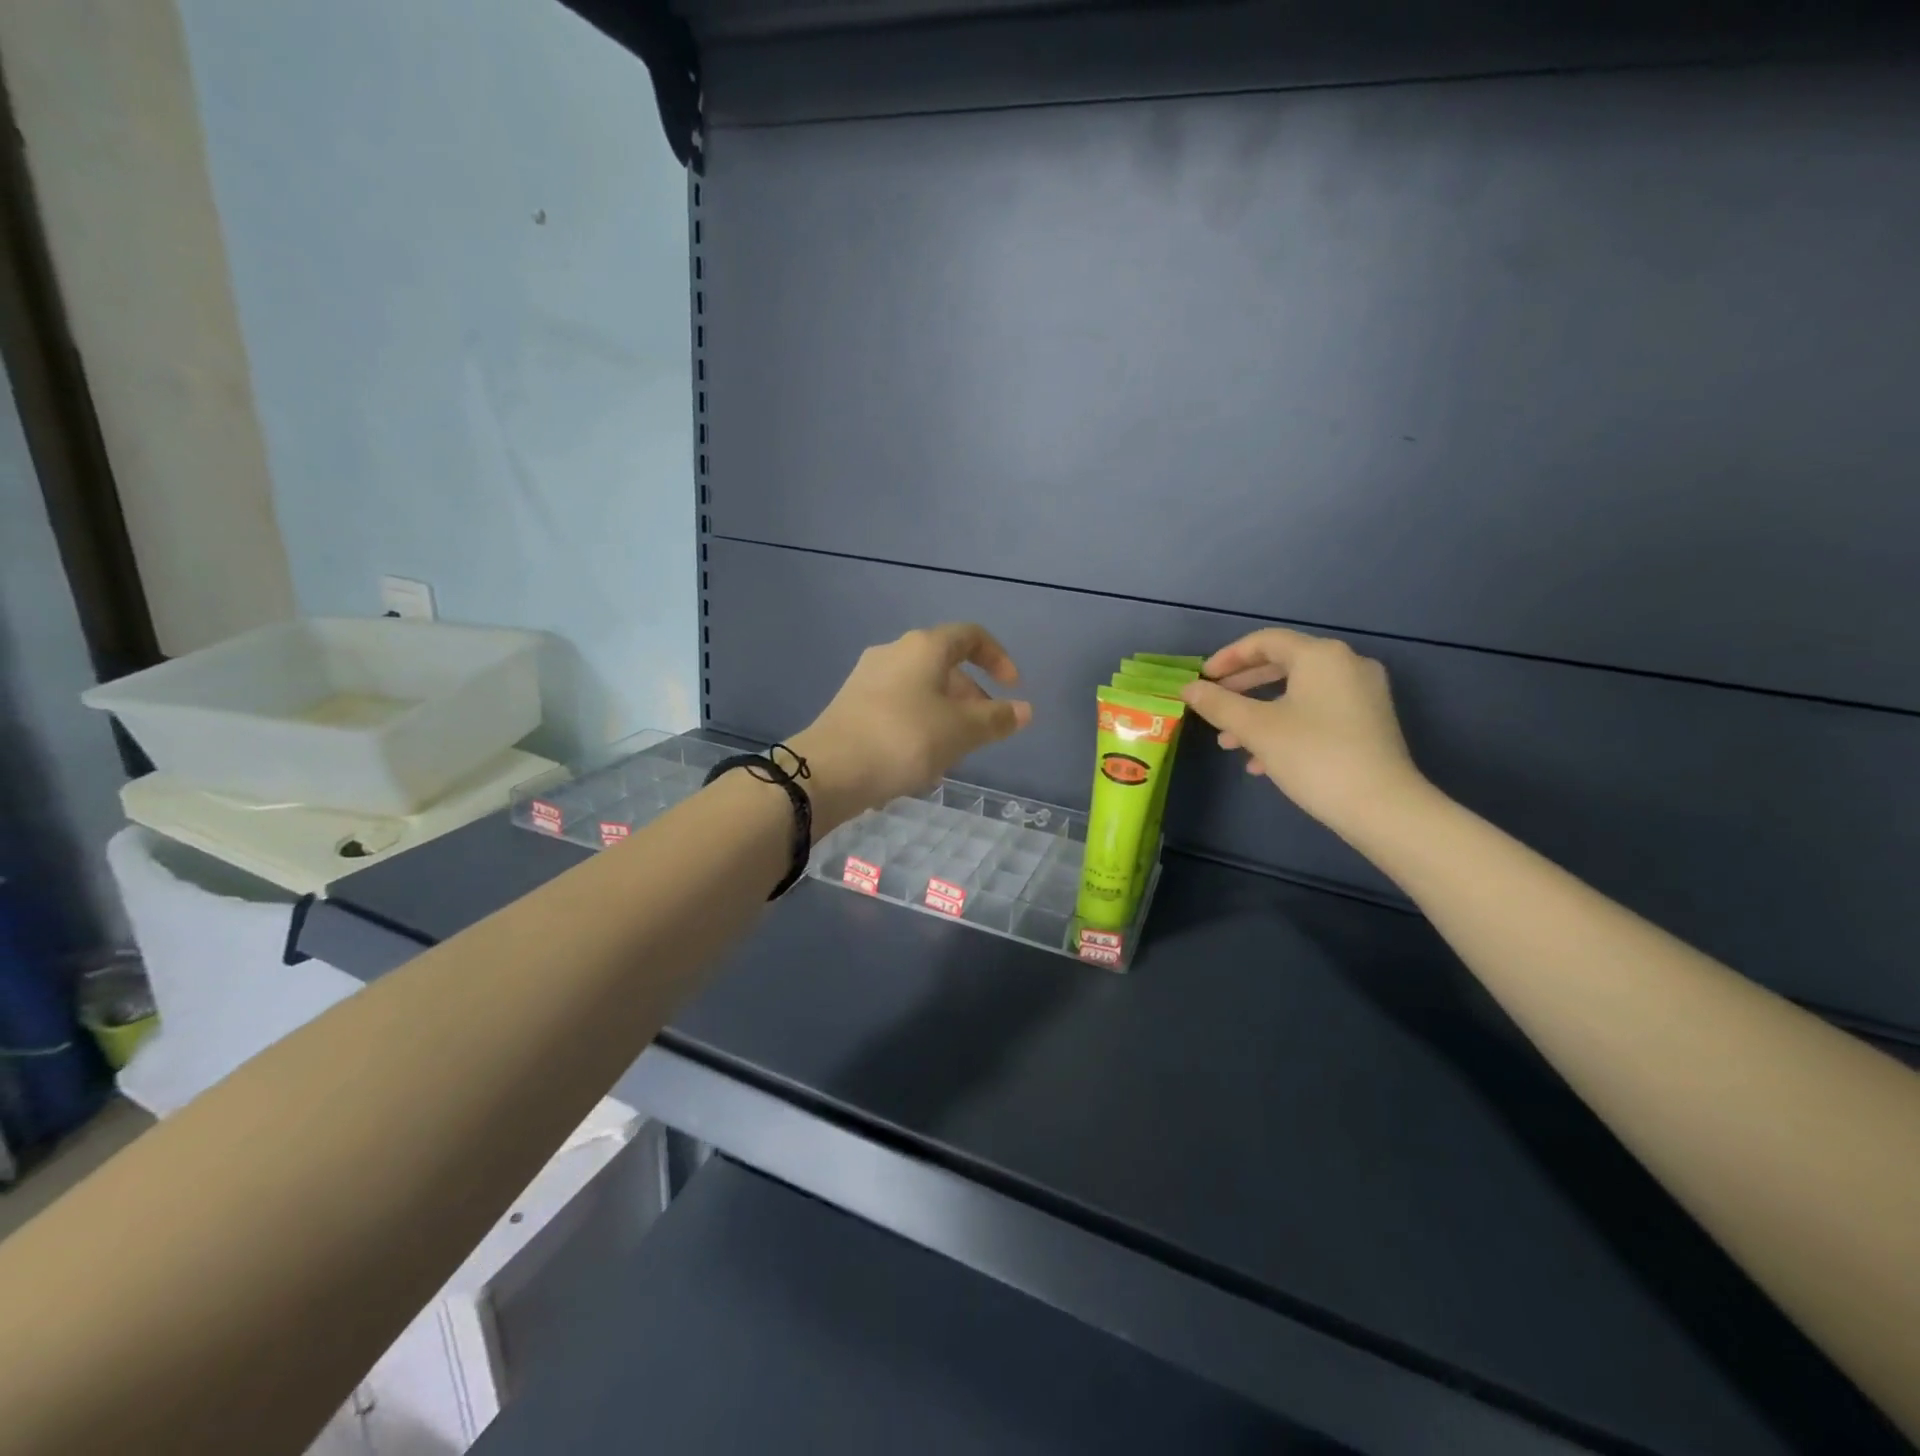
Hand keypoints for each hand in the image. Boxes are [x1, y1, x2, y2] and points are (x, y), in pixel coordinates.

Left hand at [790, 624, 1032, 831]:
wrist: (829, 769)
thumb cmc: (905, 739)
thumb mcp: (961, 731)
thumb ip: (996, 719)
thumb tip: (1025, 710)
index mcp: (924, 647)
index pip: (971, 636)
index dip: (998, 658)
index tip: (1013, 688)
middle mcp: (894, 652)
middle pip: (945, 664)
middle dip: (972, 695)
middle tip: (985, 730)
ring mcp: (868, 677)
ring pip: (921, 688)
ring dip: (946, 713)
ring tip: (954, 751)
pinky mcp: (851, 704)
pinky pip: (898, 705)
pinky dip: (919, 722)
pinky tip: (919, 758)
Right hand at [1180, 628, 1426, 840]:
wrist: (1381, 806)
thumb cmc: (1313, 755)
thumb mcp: (1256, 728)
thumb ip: (1218, 704)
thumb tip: (1188, 688)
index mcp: (1321, 656)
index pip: (1265, 641)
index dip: (1228, 657)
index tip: (1202, 678)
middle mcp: (1347, 665)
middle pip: (1283, 664)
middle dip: (1242, 687)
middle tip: (1212, 704)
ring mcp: (1362, 694)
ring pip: (1298, 693)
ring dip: (1259, 712)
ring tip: (1229, 742)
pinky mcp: (1368, 722)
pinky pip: (1317, 712)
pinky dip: (1286, 726)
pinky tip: (1262, 760)